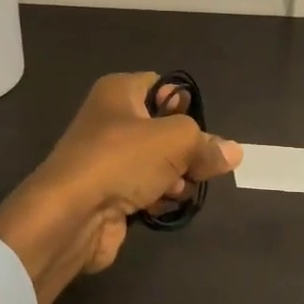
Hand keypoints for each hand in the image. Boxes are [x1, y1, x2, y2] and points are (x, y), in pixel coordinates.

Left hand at [0, 73, 241, 303]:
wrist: (70, 216)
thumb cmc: (121, 160)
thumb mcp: (176, 140)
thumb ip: (207, 144)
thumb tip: (233, 152)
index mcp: (119, 92)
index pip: (163, 87)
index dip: (184, 106)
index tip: (198, 130)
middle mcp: (110, 120)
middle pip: (165, 129)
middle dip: (186, 151)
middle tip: (195, 167)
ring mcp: (107, 159)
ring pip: (159, 163)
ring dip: (175, 178)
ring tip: (176, 190)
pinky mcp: (108, 193)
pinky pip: (145, 189)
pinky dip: (157, 198)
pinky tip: (161, 207)